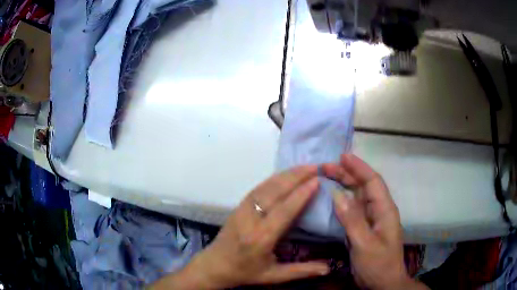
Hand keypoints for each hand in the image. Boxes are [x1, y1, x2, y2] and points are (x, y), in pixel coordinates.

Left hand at [153, 165, 328, 289]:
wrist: (214, 265)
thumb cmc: (245, 272)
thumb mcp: (274, 275)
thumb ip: (302, 271)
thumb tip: (328, 269)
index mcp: (261, 238)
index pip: (284, 211)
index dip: (301, 194)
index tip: (317, 180)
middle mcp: (251, 220)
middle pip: (275, 192)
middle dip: (296, 177)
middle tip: (316, 166)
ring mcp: (242, 210)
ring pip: (266, 187)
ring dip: (286, 175)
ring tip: (304, 167)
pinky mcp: (238, 206)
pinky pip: (258, 188)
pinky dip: (273, 179)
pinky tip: (285, 175)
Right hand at [323, 154, 427, 289]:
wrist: (382, 283)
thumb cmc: (378, 264)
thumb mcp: (365, 244)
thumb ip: (352, 220)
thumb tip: (337, 195)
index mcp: (385, 210)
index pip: (373, 181)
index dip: (359, 167)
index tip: (342, 156)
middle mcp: (379, 210)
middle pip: (363, 186)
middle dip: (347, 174)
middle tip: (325, 166)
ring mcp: (371, 219)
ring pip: (357, 196)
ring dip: (343, 184)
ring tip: (326, 176)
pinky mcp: (363, 228)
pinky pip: (352, 209)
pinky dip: (342, 200)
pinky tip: (332, 197)